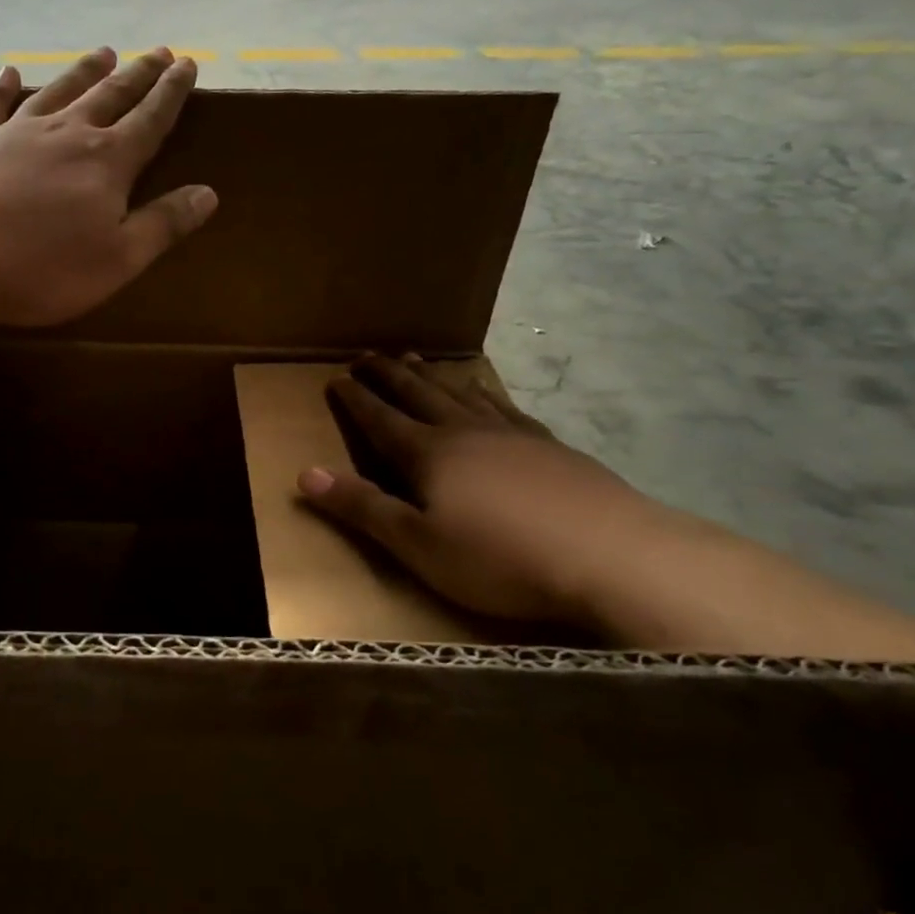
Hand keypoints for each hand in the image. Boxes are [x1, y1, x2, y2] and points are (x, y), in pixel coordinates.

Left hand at [0, 47, 217, 327]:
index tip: (187, 63)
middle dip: (137, 74)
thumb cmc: (40, 266)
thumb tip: (209, 194)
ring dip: (82, 72)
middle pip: (110, 96)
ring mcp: (15, 132)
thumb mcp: (117, 259)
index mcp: (107, 164)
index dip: (172, 94)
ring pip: (58, 90)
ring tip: (102, 52)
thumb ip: (163, 225)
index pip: (150, 120)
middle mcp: (66, 134)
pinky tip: (7, 72)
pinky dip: (2, 87)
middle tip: (157, 51)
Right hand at [297, 355, 671, 625]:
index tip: (336, 378)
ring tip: (416, 358)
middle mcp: (464, 432)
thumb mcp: (417, 545)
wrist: (610, 555)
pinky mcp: (550, 445)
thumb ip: (362, 508)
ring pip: (460, 392)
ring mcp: (511, 434)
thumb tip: (304, 474)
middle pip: (418, 394)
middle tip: (368, 355)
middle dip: (388, 375)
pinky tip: (485, 393)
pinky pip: (504, 405)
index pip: (380, 419)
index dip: (355, 400)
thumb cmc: (500, 558)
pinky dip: (484, 391)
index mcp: (428, 454)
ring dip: (432, 375)